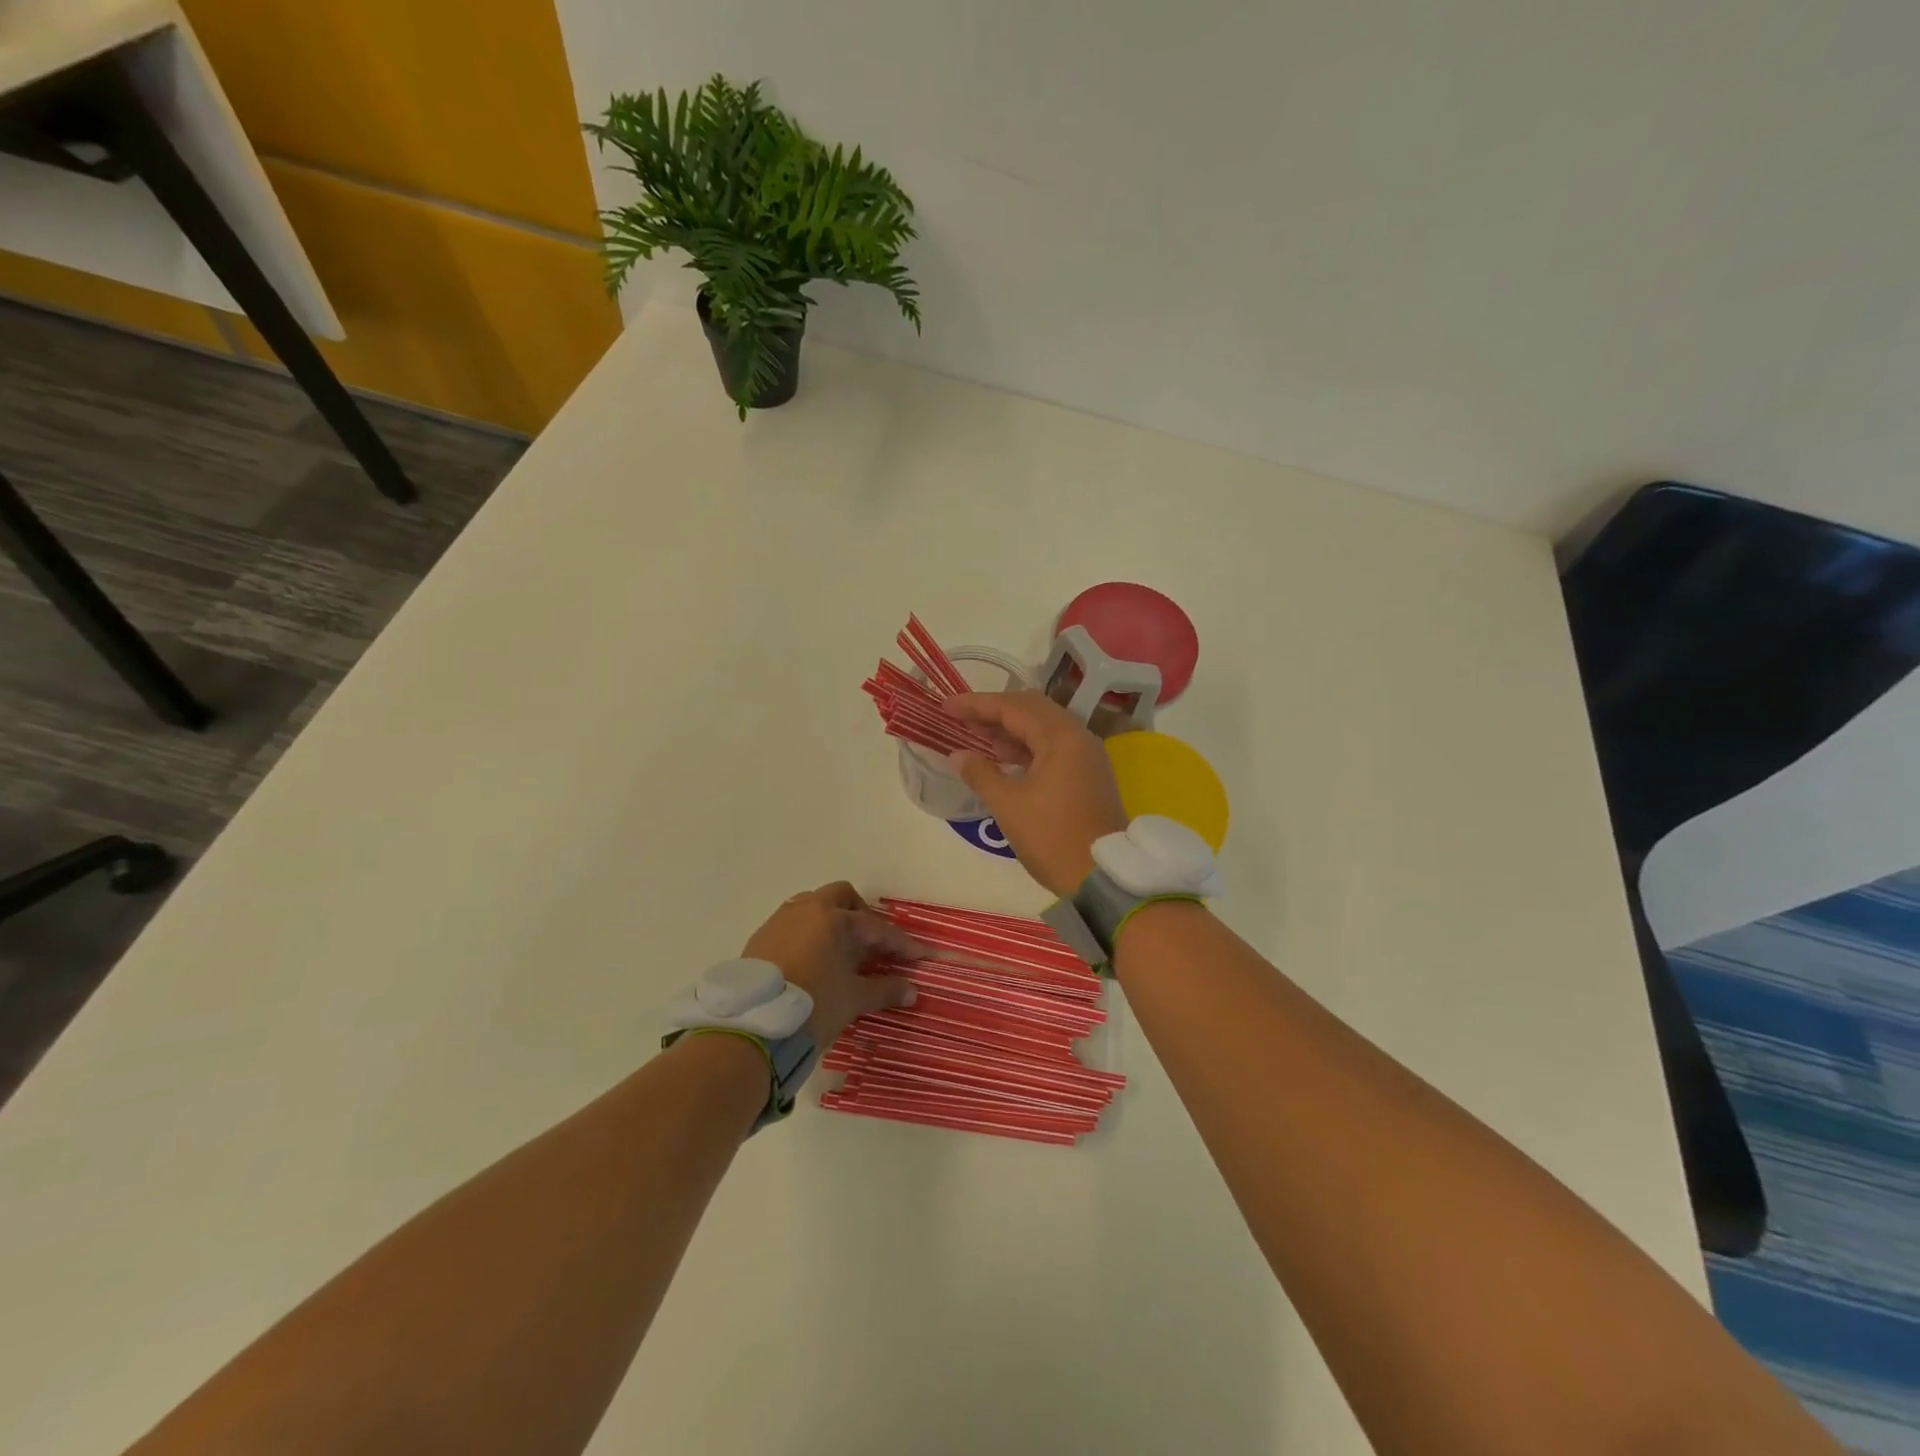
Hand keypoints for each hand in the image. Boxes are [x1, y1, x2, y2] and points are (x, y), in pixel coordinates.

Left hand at [743, 883, 919, 1044]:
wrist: (753, 1027)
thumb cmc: (812, 1005)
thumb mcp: (853, 1000)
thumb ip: (884, 990)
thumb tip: (911, 990)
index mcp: (832, 918)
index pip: (874, 927)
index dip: (898, 942)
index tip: (916, 956)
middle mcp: (805, 910)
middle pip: (840, 897)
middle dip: (860, 915)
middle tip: (872, 943)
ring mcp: (778, 922)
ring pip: (810, 908)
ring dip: (829, 923)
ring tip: (840, 951)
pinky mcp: (759, 940)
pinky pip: (790, 927)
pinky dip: (807, 936)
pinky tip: (811, 962)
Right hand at [943, 691, 1129, 896]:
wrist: (1102, 876)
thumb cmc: (1052, 838)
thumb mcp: (1008, 806)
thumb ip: (980, 773)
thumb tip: (957, 755)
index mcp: (1061, 738)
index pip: (1013, 707)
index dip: (976, 704)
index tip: (946, 707)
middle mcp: (1078, 737)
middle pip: (1032, 709)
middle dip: (994, 711)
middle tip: (961, 719)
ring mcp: (1086, 756)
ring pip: (1043, 727)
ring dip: (1010, 728)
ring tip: (976, 736)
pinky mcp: (1088, 774)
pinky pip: (1053, 747)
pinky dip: (1026, 746)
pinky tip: (1004, 757)